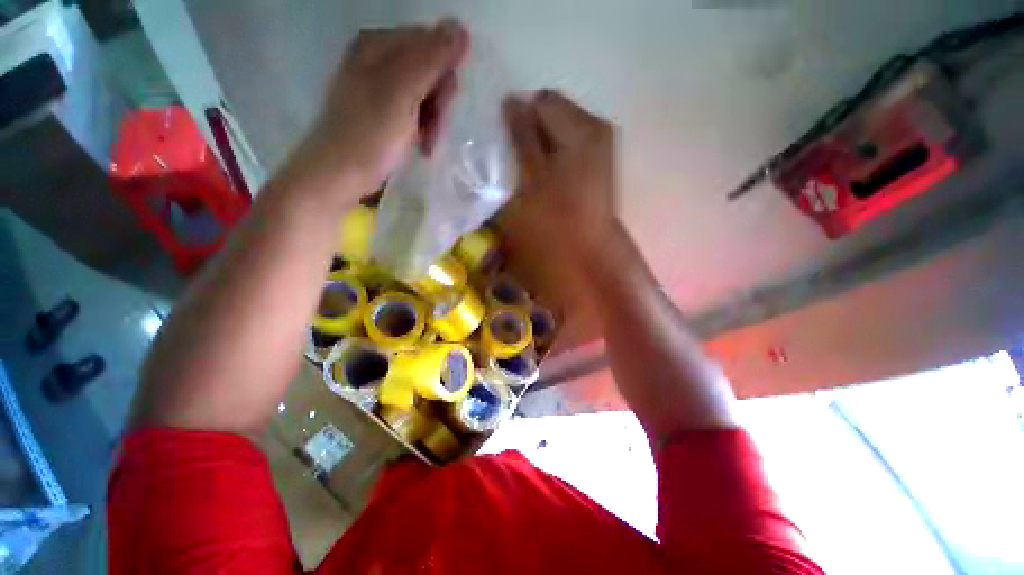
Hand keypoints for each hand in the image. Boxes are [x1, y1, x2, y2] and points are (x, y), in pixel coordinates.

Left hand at [286, 20, 468, 202]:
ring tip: (426, 143)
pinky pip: (416, 110)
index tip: (441, 109)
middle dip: (439, 103)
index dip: (444, 78)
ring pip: (425, 93)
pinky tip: (420, 144)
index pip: (433, 44)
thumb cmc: (371, 135)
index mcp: (379, 44)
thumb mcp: (402, 94)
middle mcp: (378, 57)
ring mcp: (379, 85)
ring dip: (433, 120)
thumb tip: (461, 28)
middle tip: (433, 129)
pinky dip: (423, 128)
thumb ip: (431, 60)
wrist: (340, 173)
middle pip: (430, 69)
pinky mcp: (383, 110)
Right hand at [500, 90, 618, 272]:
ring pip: (556, 138)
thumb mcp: (531, 176)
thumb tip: (511, 100)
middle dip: (528, 134)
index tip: (503, 147)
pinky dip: (549, 163)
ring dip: (536, 151)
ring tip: (524, 177)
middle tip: (512, 164)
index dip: (518, 118)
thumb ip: (522, 135)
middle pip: (552, 116)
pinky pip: (564, 155)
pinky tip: (540, 184)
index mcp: (584, 127)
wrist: (586, 260)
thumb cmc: (555, 221)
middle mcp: (596, 132)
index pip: (542, 101)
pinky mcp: (593, 172)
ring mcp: (598, 153)